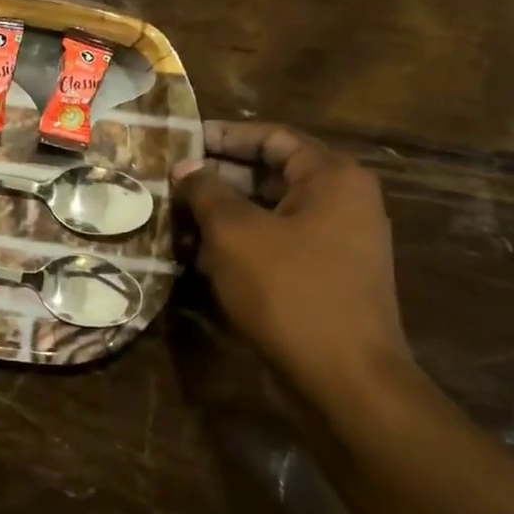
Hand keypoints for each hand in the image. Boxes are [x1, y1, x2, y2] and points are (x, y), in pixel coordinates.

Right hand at [173, 121, 412, 400]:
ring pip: (268, 212)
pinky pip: (275, 243)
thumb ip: (206, 192)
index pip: (272, 138)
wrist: (344, 378)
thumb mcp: (235, 233)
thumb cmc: (289, 290)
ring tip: (174, 216)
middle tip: (169, 181)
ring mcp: (335, 242)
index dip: (223, 135)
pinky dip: (238, 243)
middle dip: (217, 177)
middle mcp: (341, 202)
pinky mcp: (323, 275)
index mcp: (332, 178)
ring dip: (222, 213)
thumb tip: (185, 167)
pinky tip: (196, 254)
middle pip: (270, 173)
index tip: (180, 140)